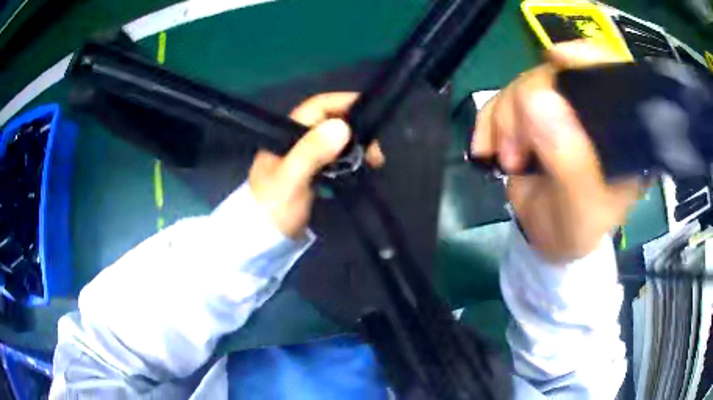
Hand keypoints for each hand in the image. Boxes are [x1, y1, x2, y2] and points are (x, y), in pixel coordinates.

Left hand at [249, 92, 383, 237]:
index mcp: (286, 134)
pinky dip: (351, 160)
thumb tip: (342, 126)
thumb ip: (311, 152)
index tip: (369, 109)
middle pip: (330, 122)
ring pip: (335, 141)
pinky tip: (362, 169)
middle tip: (375, 150)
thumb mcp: (290, 179)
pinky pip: (335, 158)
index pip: (317, 107)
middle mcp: (296, 141)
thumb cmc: (273, 208)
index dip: (342, 102)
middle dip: (355, 129)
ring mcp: (304, 158)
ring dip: (356, 146)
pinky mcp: (311, 174)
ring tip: (374, 161)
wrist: (263, 240)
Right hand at [472, 42, 641, 262]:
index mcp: (621, 132)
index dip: (587, 57)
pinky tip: (488, 146)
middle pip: (558, 74)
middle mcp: (593, 111)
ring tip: (508, 159)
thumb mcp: (581, 209)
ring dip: (506, 118)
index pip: (612, 77)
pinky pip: (505, 98)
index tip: (556, 58)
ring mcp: (562, 109)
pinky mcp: (536, 114)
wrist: (548, 240)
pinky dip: (490, 119)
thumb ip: (569, 161)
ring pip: (526, 83)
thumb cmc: (576, 230)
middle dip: (527, 104)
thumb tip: (538, 99)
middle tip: (517, 151)